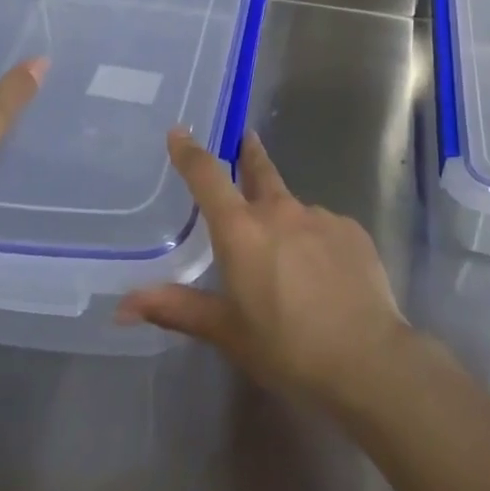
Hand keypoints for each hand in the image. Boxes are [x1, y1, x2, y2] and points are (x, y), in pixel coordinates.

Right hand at [117, 129, 414, 415]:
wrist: (366, 359)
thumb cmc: (286, 348)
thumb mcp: (227, 332)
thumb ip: (176, 309)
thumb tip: (122, 306)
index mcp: (242, 230)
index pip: (207, 177)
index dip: (190, 152)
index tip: (179, 131)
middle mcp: (280, 210)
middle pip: (259, 171)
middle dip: (249, 155)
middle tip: (245, 140)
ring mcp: (320, 216)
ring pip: (294, 210)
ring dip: (285, 222)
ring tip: (291, 264)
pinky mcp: (352, 230)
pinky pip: (324, 229)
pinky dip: (316, 243)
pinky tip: (324, 277)